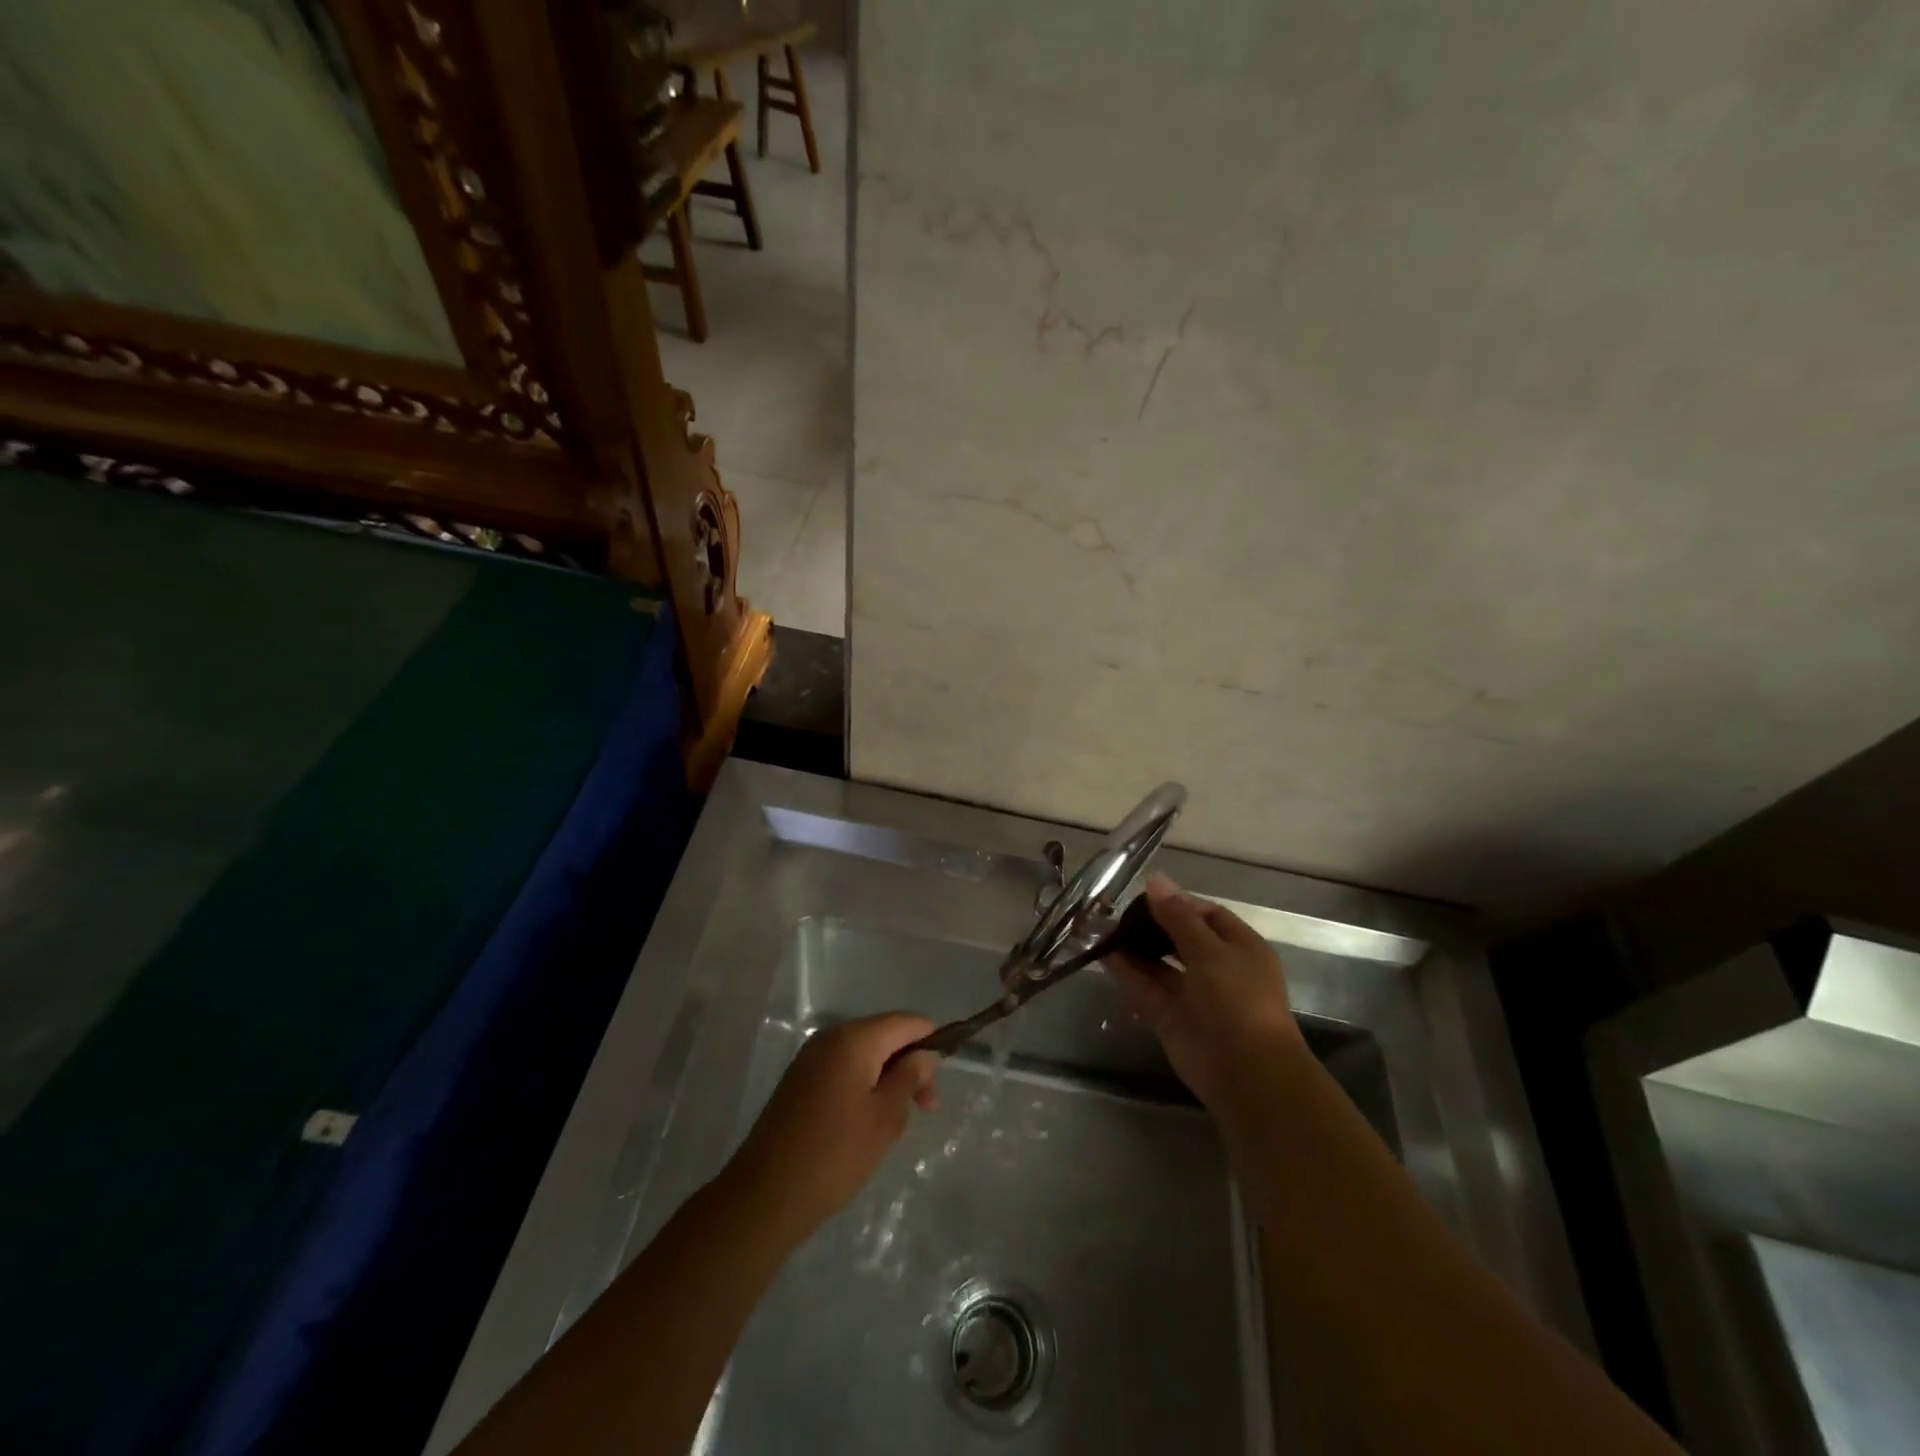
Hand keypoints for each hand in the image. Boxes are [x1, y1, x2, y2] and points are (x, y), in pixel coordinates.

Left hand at [727, 1012, 939, 1242]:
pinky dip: (864, 1084)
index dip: (931, 1039)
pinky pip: (843, 1069)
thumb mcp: (885, 1117)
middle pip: (884, 1035)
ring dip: (888, 1077)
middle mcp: (830, 1037)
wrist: (765, 1195)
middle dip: (910, 1063)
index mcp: (854, 1039)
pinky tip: (869, 1120)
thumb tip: (926, 1053)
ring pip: (864, 1054)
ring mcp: (811, 1058)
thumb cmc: (835, 1154)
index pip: (905, 1021)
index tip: (946, 1073)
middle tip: (927, 1107)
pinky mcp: (799, 1081)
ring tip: (898, 1119)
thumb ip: (910, 1077)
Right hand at [1105, 874, 1302, 1108]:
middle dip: (1152, 925)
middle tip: (1117, 912)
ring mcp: (1194, 995)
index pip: (1208, 915)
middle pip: (1181, 938)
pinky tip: (1103, 954)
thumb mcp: (1209, 950)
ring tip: (1103, 929)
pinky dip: (1127, 973)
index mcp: (1240, 948)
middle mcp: (1218, 969)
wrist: (1246, 1073)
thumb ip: (1178, 916)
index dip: (1178, 903)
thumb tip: (1155, 880)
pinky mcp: (1171, 1018)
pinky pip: (1146, 989)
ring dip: (1135, 948)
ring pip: (1160, 965)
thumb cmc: (1237, 1000)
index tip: (1145, 895)